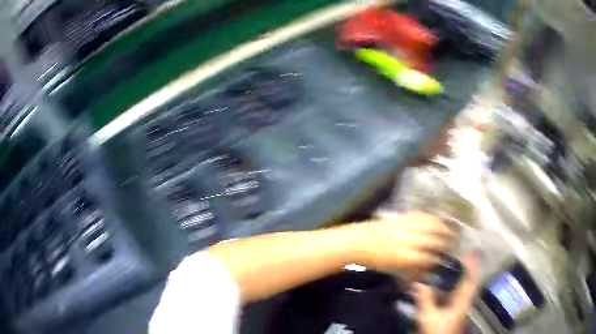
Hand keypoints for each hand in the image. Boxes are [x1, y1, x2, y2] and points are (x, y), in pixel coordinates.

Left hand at [354, 212, 457, 279]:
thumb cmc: (376, 260)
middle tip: (455, 244)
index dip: (440, 259)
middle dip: (447, 242)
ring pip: (432, 224)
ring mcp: (408, 226)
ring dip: (445, 228)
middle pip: (435, 240)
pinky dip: (433, 218)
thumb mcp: (395, 270)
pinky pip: (423, 216)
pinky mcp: (403, 217)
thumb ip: (413, 271)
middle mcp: (410, 240)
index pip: (430, 258)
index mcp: (407, 257)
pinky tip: (439, 220)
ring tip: (452, 231)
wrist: (359, 241)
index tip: (446, 261)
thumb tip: (427, 272)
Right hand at [415, 253, 480, 333]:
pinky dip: (455, 283)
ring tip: (456, 263)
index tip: (470, 250)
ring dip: (462, 274)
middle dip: (469, 266)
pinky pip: (458, 291)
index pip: (472, 277)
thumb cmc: (438, 330)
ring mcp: (460, 305)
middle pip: (471, 279)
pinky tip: (447, 282)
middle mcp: (465, 299)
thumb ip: (425, 299)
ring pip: (465, 285)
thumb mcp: (429, 316)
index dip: (473, 263)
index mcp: (463, 299)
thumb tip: (419, 283)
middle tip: (463, 253)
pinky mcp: (455, 309)